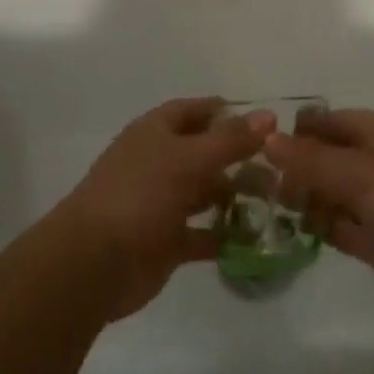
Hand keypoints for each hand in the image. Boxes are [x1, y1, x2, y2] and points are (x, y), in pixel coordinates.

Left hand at [55, 97, 270, 320]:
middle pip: (204, 152)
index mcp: (155, 133)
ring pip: (206, 193)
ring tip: (276, 199)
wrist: (93, 263)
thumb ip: (230, 139)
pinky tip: (256, 237)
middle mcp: (159, 163)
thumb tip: (269, 115)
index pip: (195, 111)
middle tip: (279, 166)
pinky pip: (203, 234)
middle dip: (239, 157)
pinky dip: (226, 236)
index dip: (227, 112)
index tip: (265, 122)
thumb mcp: (188, 159)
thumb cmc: (140, 195)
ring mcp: (161, 203)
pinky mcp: (166, 242)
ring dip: (236, 196)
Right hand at [267, 109, 373, 321]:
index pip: (327, 122)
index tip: (256, 145)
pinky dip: (315, 227)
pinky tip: (287, 231)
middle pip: (323, 159)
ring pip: (327, 194)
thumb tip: (267, 138)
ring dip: (301, 199)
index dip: (295, 130)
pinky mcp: (373, 241)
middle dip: (293, 168)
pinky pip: (336, 227)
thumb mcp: (362, 173)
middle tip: (251, 184)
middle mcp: (373, 164)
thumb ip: (312, 159)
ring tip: (262, 208)